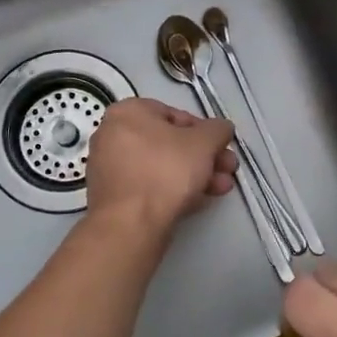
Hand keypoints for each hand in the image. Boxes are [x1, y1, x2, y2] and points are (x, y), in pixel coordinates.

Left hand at [84, 98, 236, 232]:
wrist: (131, 224)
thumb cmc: (167, 171)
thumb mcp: (204, 142)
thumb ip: (218, 130)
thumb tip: (221, 129)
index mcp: (127, 112)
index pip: (175, 114)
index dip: (204, 131)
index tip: (221, 147)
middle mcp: (112, 135)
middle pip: (169, 142)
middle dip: (204, 156)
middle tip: (227, 169)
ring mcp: (108, 168)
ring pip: (161, 166)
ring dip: (195, 174)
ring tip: (221, 188)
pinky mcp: (112, 197)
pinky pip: (148, 185)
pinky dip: (173, 189)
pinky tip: (199, 201)